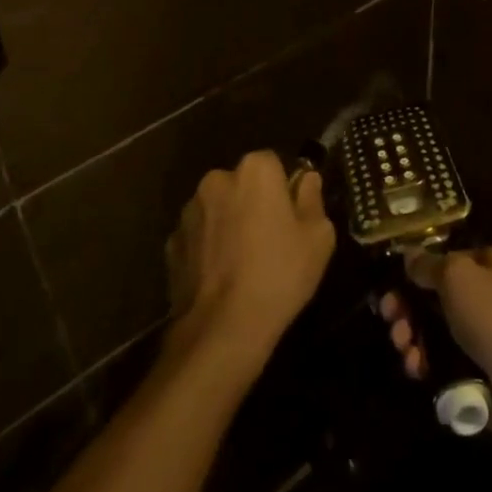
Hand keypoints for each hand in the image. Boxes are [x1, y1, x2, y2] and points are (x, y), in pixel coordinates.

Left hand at [166, 151, 334, 377]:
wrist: (223, 328)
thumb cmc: (279, 274)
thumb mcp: (318, 237)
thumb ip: (312, 199)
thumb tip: (306, 180)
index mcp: (254, 170)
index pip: (273, 163)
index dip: (284, 188)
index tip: (291, 217)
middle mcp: (217, 179)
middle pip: (241, 183)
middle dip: (253, 202)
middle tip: (269, 240)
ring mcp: (189, 211)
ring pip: (218, 208)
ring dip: (228, 223)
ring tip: (242, 263)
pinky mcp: (172, 242)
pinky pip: (198, 236)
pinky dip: (208, 247)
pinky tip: (221, 277)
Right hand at [379, 245, 491, 446]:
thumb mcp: (456, 276)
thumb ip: (428, 264)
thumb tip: (409, 254)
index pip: (448, 258)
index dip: (419, 270)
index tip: (392, 284)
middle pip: (437, 296)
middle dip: (408, 308)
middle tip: (390, 319)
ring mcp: (488, 337)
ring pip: (437, 331)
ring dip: (413, 337)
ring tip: (403, 349)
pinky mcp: (483, 373)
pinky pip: (446, 363)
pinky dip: (427, 364)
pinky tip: (417, 370)